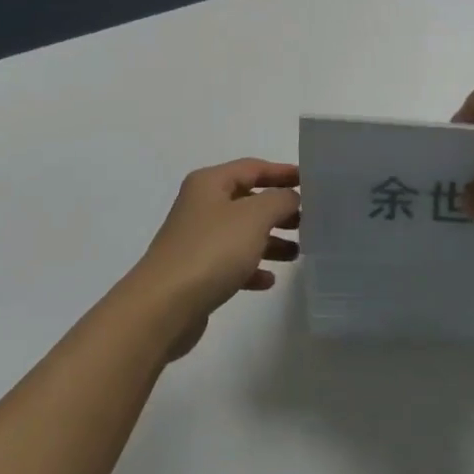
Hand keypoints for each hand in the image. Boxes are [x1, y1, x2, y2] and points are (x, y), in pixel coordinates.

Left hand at [130, 159, 300, 356]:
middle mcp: (201, 206)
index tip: (310, 181)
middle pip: (247, 200)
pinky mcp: (197, 272)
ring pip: (241, 233)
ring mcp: (197, 239)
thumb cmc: (212, 250)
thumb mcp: (253, 217)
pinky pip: (231, 263)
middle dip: (278, 209)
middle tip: (309, 221)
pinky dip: (251, 267)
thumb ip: (279, 200)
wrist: (164, 306)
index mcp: (210, 183)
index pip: (252, 168)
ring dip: (270, 240)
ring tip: (298, 252)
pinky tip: (269, 280)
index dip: (282, 172)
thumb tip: (290, 197)